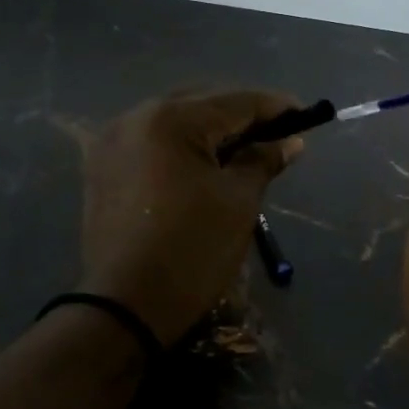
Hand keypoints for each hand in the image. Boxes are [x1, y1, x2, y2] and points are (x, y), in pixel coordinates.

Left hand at [78, 91, 300, 343]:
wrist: (125, 306)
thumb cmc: (192, 251)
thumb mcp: (238, 203)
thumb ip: (262, 161)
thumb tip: (289, 141)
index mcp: (170, 120)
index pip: (234, 102)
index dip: (274, 107)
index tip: (306, 114)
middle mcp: (134, 118)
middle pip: (200, 104)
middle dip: (240, 116)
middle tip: (277, 134)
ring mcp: (111, 143)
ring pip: (173, 122)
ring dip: (209, 131)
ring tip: (244, 150)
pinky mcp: (102, 168)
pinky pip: (150, 143)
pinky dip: (180, 147)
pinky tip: (204, 164)